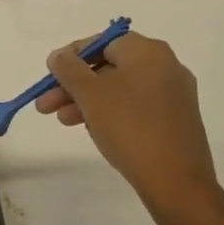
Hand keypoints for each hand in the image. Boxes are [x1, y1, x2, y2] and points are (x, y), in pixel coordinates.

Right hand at [34, 33, 223, 224]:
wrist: (176, 182)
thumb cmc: (129, 127)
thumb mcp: (90, 94)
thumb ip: (68, 68)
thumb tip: (59, 56)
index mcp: (148, 51)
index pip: (101, 42)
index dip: (71, 57)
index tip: (50, 76)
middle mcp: (165, 65)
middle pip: (108, 67)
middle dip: (74, 85)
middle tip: (46, 105)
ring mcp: (173, 94)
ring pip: (119, 89)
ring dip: (87, 101)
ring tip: (62, 121)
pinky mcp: (175, 119)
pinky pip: (135, 106)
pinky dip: (110, 112)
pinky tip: (92, 129)